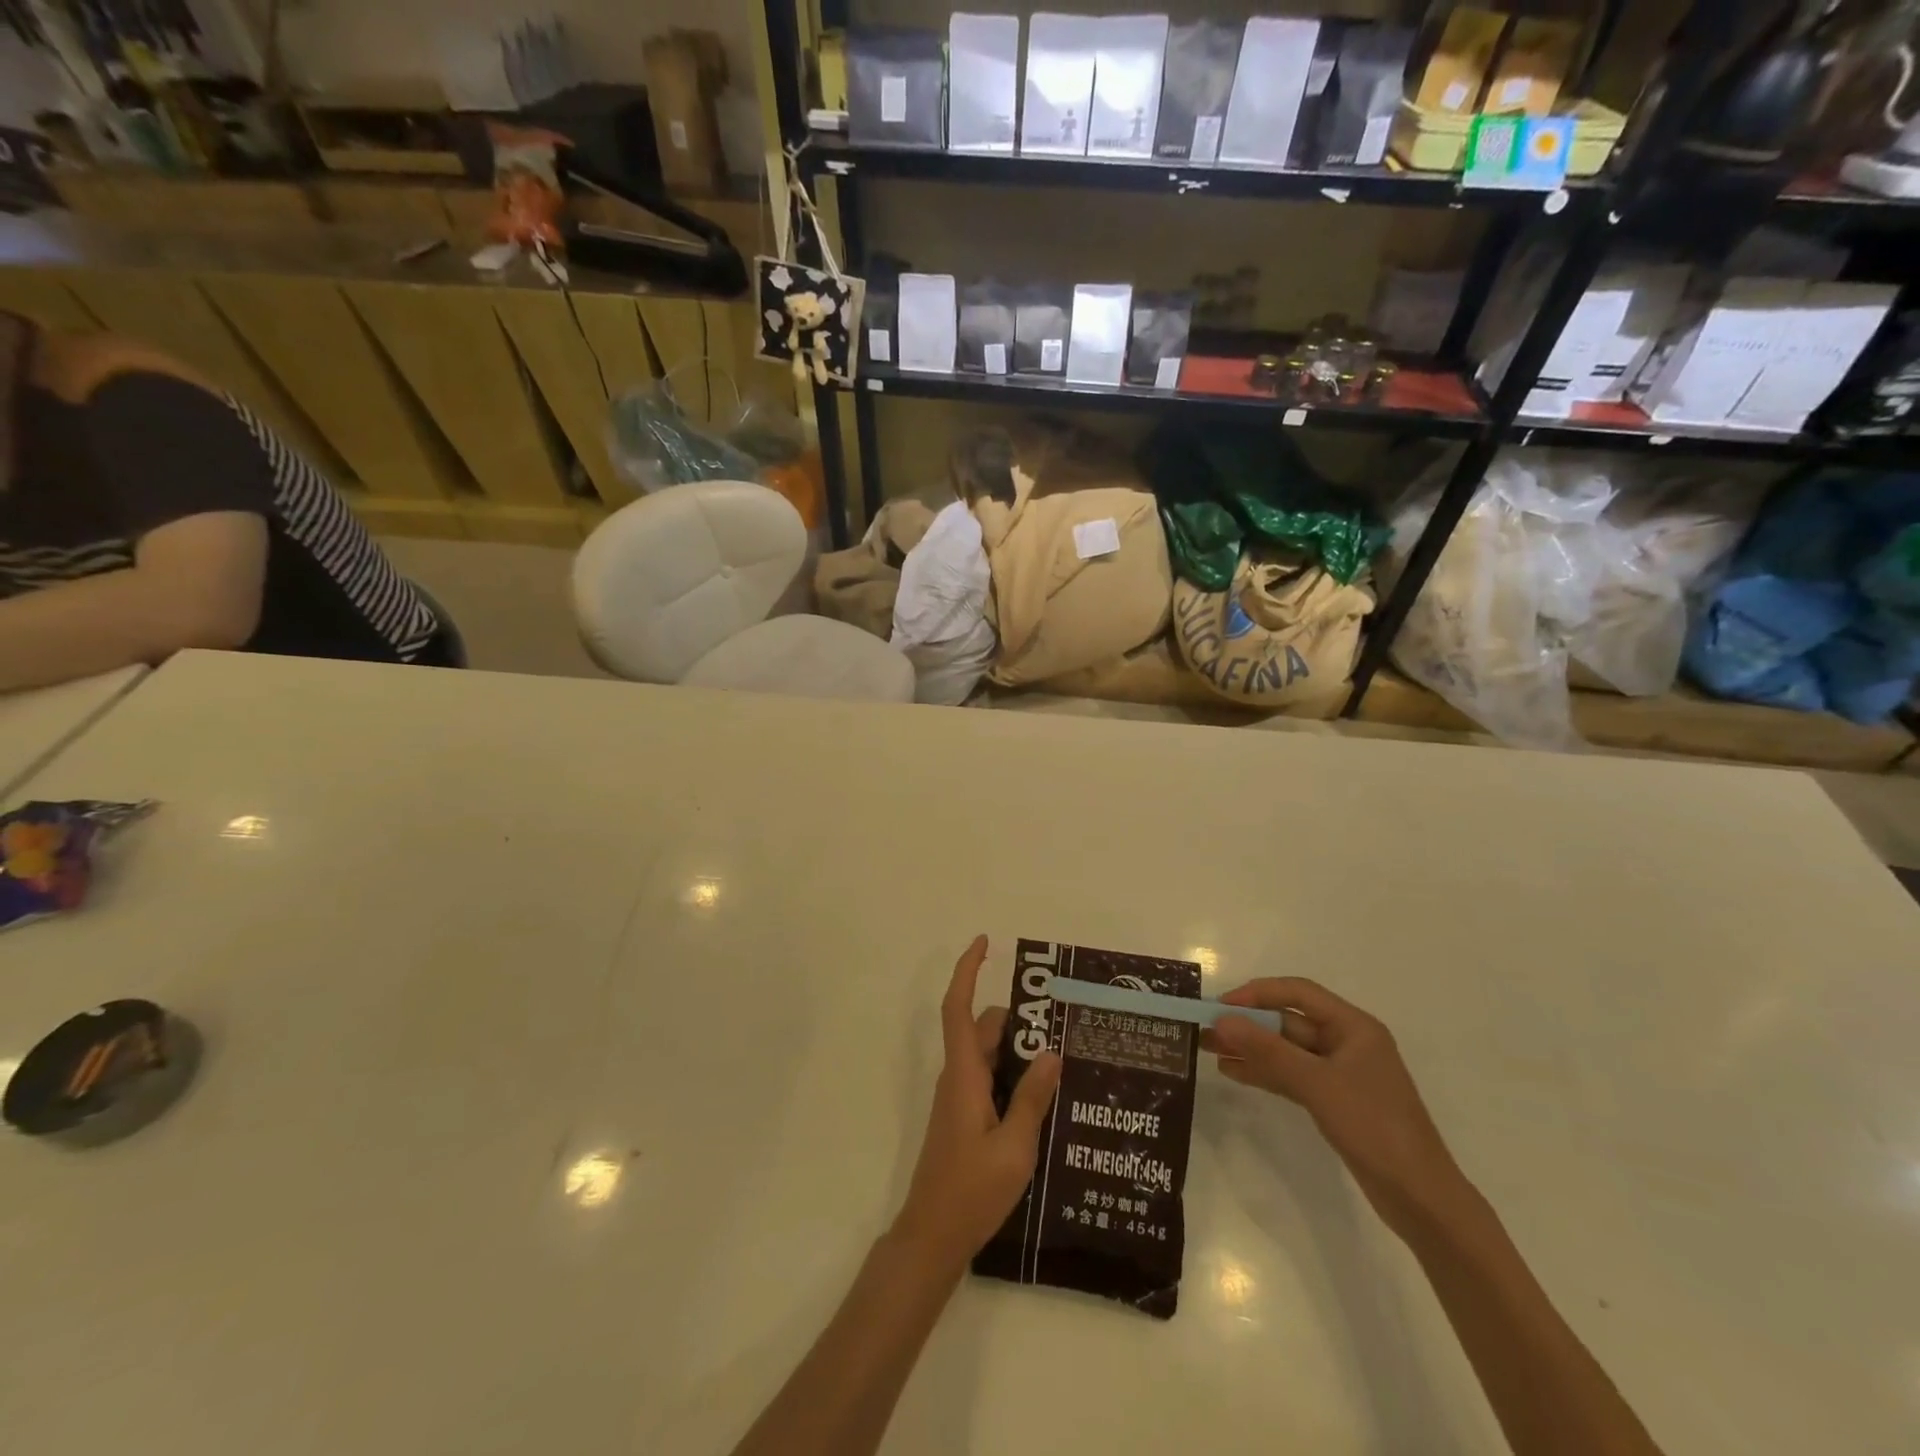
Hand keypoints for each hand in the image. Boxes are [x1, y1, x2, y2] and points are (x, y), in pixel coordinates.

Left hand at [892, 936, 1062, 1274]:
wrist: (932, 1236)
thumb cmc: (971, 1190)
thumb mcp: (1014, 1146)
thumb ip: (1032, 1097)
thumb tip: (1052, 1052)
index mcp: (964, 1075)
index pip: (958, 1008)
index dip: (968, 971)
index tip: (984, 943)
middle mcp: (957, 1078)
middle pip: (983, 1029)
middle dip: (1018, 1018)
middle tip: (1061, 1020)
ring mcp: (958, 1099)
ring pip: (988, 1055)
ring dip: (1019, 1049)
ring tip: (1063, 1057)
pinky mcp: (963, 1118)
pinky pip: (989, 1078)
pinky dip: (1013, 1074)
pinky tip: (1044, 1094)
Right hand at [1208, 978, 1470, 1241]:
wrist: (1421, 1199)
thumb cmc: (1374, 1127)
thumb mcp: (1317, 1084)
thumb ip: (1268, 1050)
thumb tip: (1222, 1020)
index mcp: (1354, 1027)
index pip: (1298, 993)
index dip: (1257, 993)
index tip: (1221, 1006)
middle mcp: (1347, 1042)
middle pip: (1289, 1021)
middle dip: (1248, 1024)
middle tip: (1206, 1030)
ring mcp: (1340, 1073)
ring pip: (1286, 1049)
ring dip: (1251, 1048)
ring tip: (1209, 1050)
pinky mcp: (1334, 1101)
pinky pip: (1291, 1075)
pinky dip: (1264, 1072)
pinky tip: (1233, 1072)